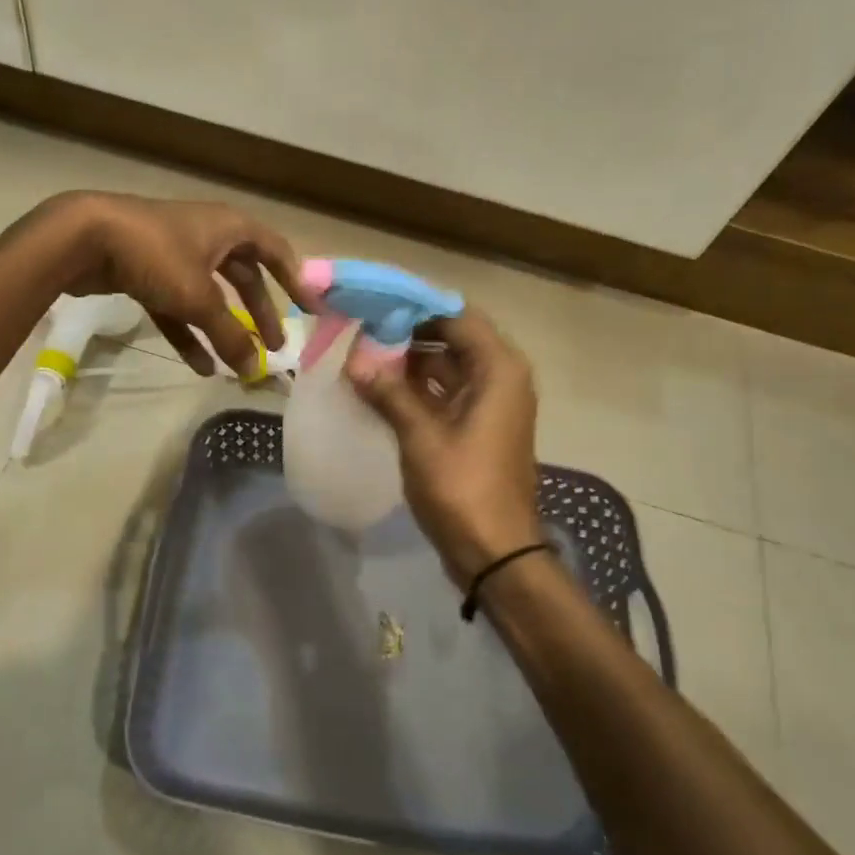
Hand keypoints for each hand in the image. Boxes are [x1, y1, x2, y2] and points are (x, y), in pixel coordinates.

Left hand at [46, 192, 309, 378]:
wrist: (84, 238)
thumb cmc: (156, 255)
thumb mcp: (199, 298)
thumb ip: (230, 335)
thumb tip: (256, 371)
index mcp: (230, 228)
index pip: (276, 252)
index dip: (296, 281)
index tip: (313, 311)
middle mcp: (208, 236)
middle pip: (244, 278)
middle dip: (259, 313)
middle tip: (274, 347)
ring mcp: (176, 255)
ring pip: (211, 296)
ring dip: (224, 329)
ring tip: (239, 364)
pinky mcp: (148, 273)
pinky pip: (179, 307)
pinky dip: (190, 333)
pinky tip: (200, 366)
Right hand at [346, 310, 541, 586]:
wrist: (495, 553)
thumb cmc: (464, 489)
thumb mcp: (421, 437)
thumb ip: (389, 393)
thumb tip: (355, 362)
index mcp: (498, 369)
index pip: (456, 315)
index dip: (416, 306)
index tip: (376, 302)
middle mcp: (500, 377)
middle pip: (452, 337)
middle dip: (407, 332)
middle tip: (361, 328)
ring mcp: (490, 403)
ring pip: (446, 366)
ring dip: (409, 361)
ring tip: (362, 354)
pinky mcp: (477, 426)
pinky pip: (445, 392)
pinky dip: (416, 388)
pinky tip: (378, 387)